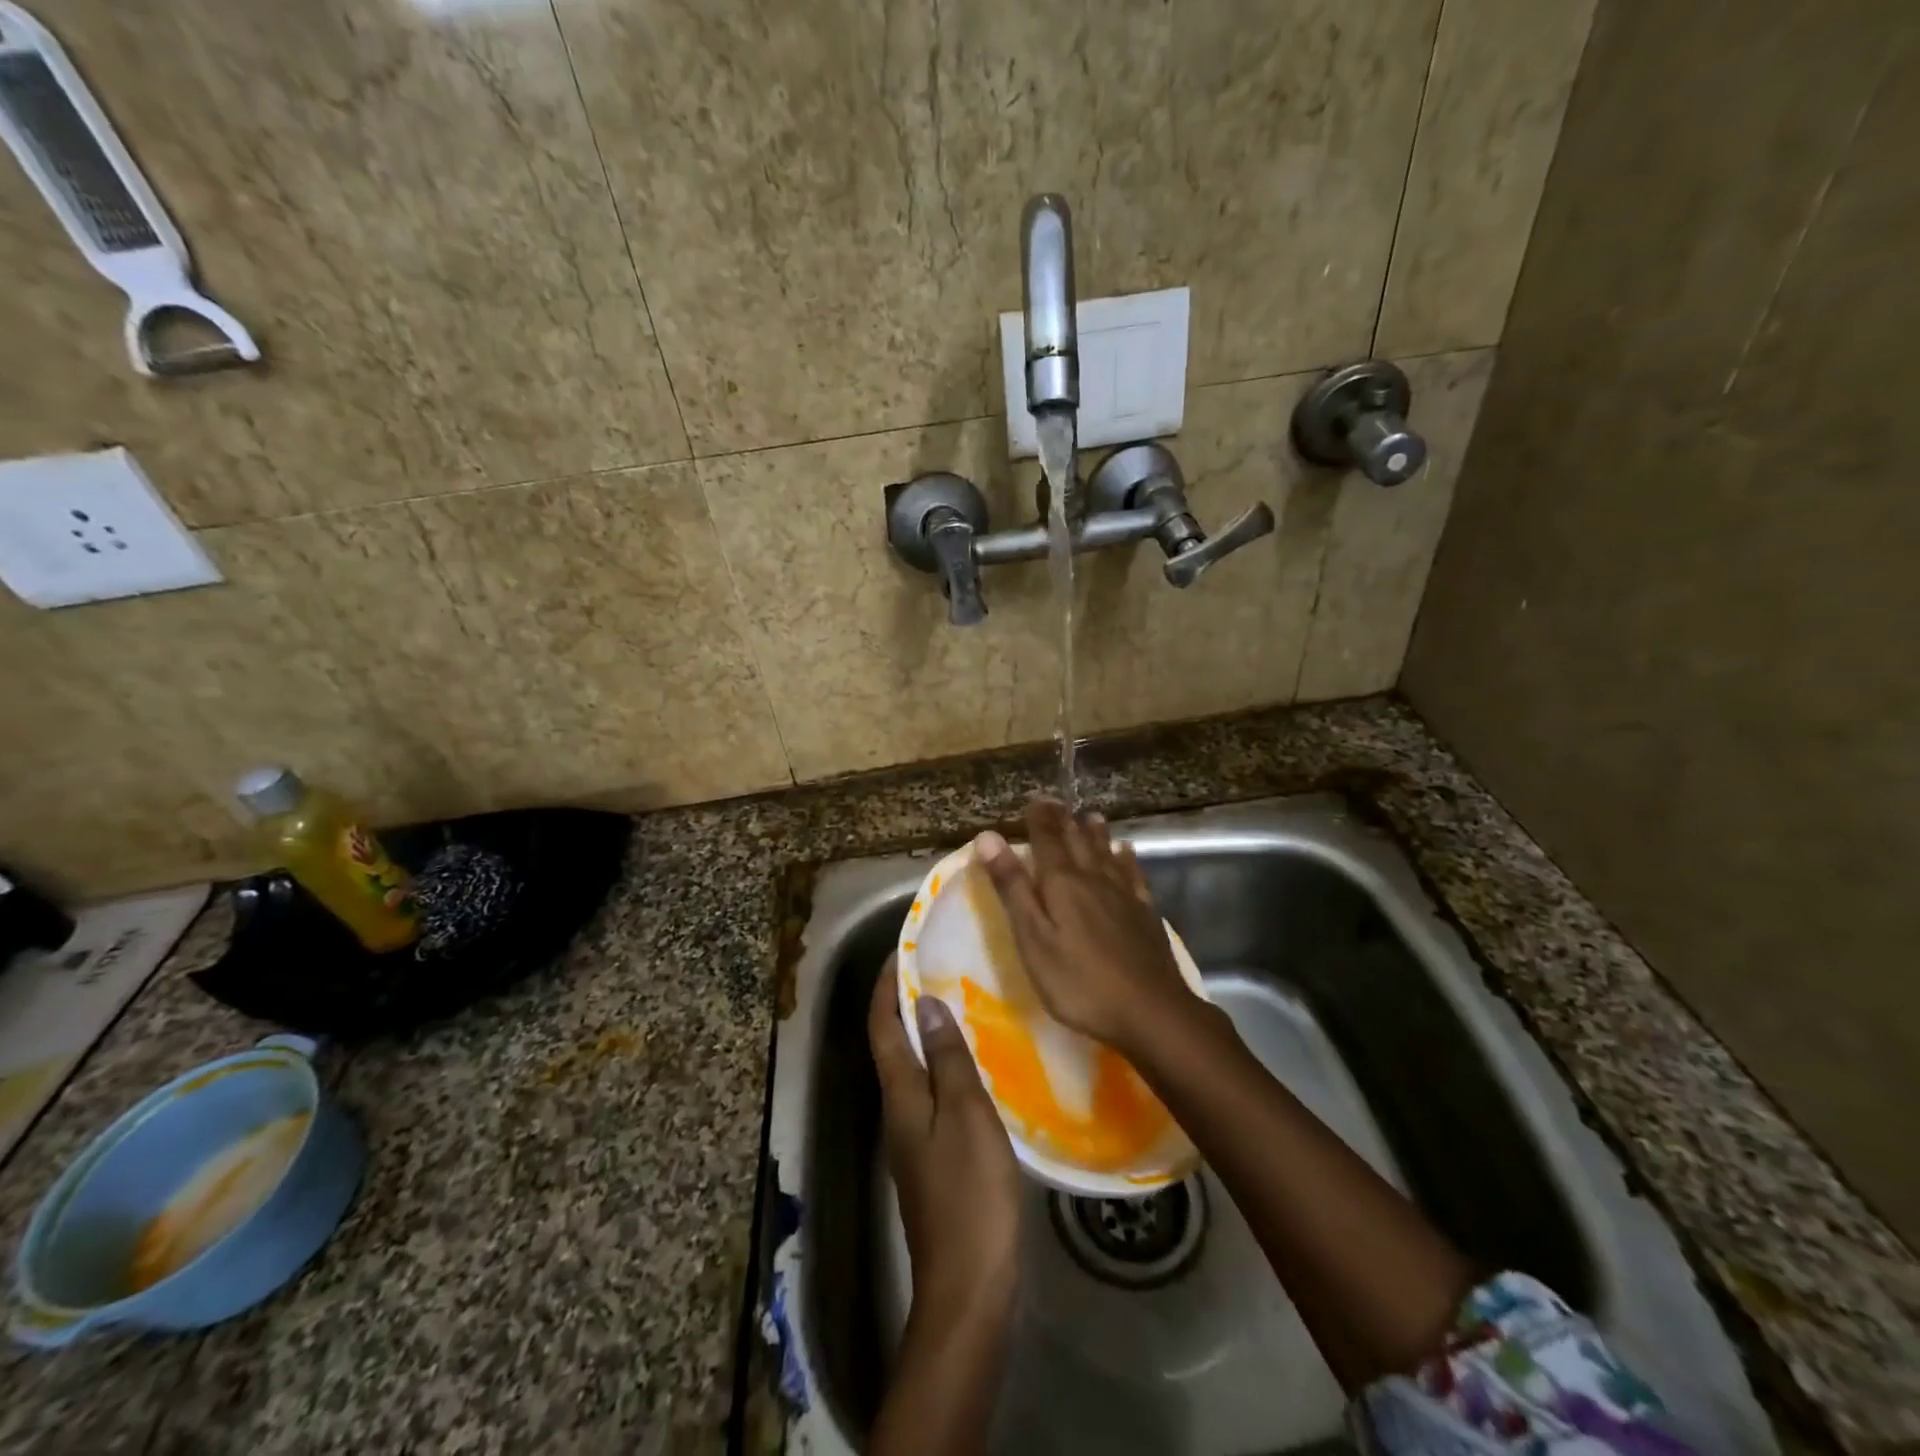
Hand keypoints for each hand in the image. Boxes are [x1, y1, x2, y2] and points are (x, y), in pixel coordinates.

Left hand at [869, 955, 1020, 1328]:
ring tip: (958, 1005)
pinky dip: (943, 1066)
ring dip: (925, 1033)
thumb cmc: (969, 1192)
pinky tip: (973, 1066)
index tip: (902, 951)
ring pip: (912, 1070)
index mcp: (899, 1095)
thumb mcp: (964, 1115)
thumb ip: (946, 1059)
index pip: (882, 1027)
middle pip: (892, 1045)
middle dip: (906, 1004)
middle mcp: (896, 1111)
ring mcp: (912, 1138)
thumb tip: (926, 1004)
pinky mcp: (932, 1159)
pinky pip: (931, 1094)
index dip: (887, 987)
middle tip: (937, 970)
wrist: (969, 1285)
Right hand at [973, 799, 1196, 1058]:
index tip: (1034, 801)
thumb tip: (989, 837)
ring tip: (1091, 816)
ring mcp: (1123, 895)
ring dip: (1096, 833)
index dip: (1039, 819)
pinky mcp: (1145, 913)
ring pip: (1106, 853)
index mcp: (1062, 883)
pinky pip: (1133, 874)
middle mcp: (1093, 879)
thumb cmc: (1079, 981)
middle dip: (1064, 821)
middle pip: (1077, 842)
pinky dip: (1126, 859)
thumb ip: (1012, 887)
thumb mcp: (1033, 938)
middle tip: (1057, 803)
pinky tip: (1126, 853)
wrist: (1149, 1010)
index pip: (1047, 840)